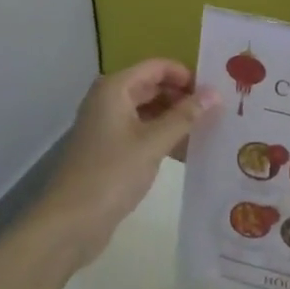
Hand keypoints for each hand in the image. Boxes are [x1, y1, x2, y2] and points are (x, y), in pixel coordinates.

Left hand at [35, 59, 218, 268]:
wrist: (72, 221)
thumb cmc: (112, 174)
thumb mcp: (153, 143)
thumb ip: (185, 116)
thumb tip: (215, 93)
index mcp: (115, 89)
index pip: (157, 67)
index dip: (186, 75)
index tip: (215, 91)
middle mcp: (109, 100)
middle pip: (153, 87)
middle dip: (183, 97)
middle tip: (218, 111)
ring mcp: (108, 125)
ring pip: (149, 111)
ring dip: (176, 119)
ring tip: (209, 131)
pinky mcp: (110, 149)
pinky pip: (142, 132)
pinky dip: (163, 137)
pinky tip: (188, 151)